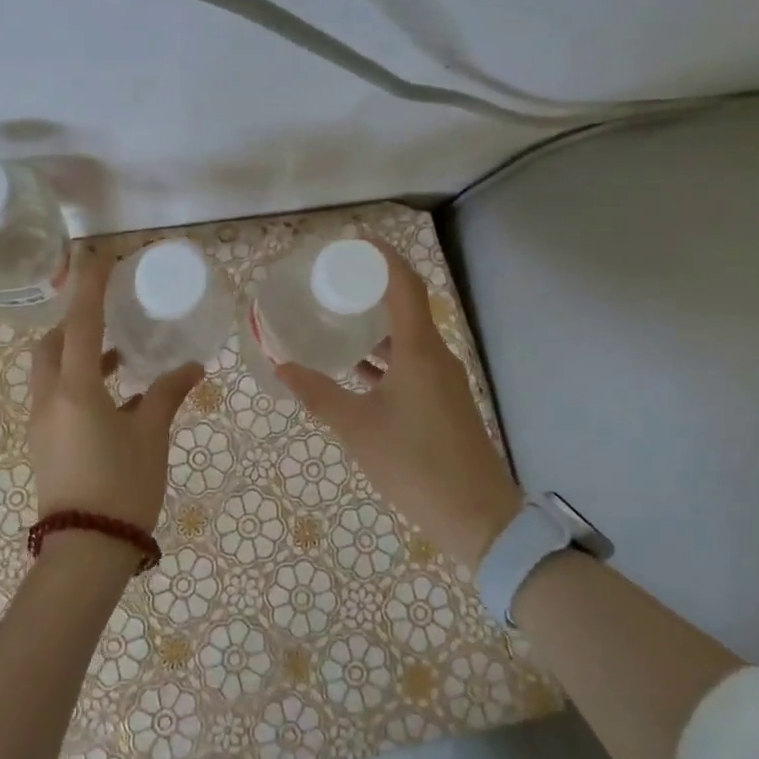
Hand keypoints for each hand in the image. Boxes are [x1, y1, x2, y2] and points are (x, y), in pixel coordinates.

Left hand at [27, 251, 204, 534]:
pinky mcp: (44, 444)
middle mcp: (49, 399)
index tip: (99, 257)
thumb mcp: (150, 436)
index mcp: (75, 389)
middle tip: (107, 318)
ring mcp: (41, 424)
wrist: (85, 553)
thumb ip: (167, 394)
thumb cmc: (122, 487)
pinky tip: (114, 401)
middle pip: (51, 345)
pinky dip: (78, 385)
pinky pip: (55, 398)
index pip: (79, 323)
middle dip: (74, 324)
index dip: (90, 287)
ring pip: (50, 372)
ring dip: (77, 356)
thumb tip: (192, 367)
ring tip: (118, 358)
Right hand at [276, 241, 522, 570]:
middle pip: (408, 304)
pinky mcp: (443, 401)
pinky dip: (385, 355)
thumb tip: (281, 366)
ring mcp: (443, 380)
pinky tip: (357, 367)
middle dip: (373, 286)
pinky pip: (412, 362)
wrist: (478, 518)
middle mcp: (436, 356)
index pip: (405, 285)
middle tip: (335, 278)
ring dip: (377, 323)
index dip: (382, 257)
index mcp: (420, 351)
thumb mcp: (358, 429)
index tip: (353, 241)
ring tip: (339, 316)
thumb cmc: (416, 465)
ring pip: (409, 336)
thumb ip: (318, 395)